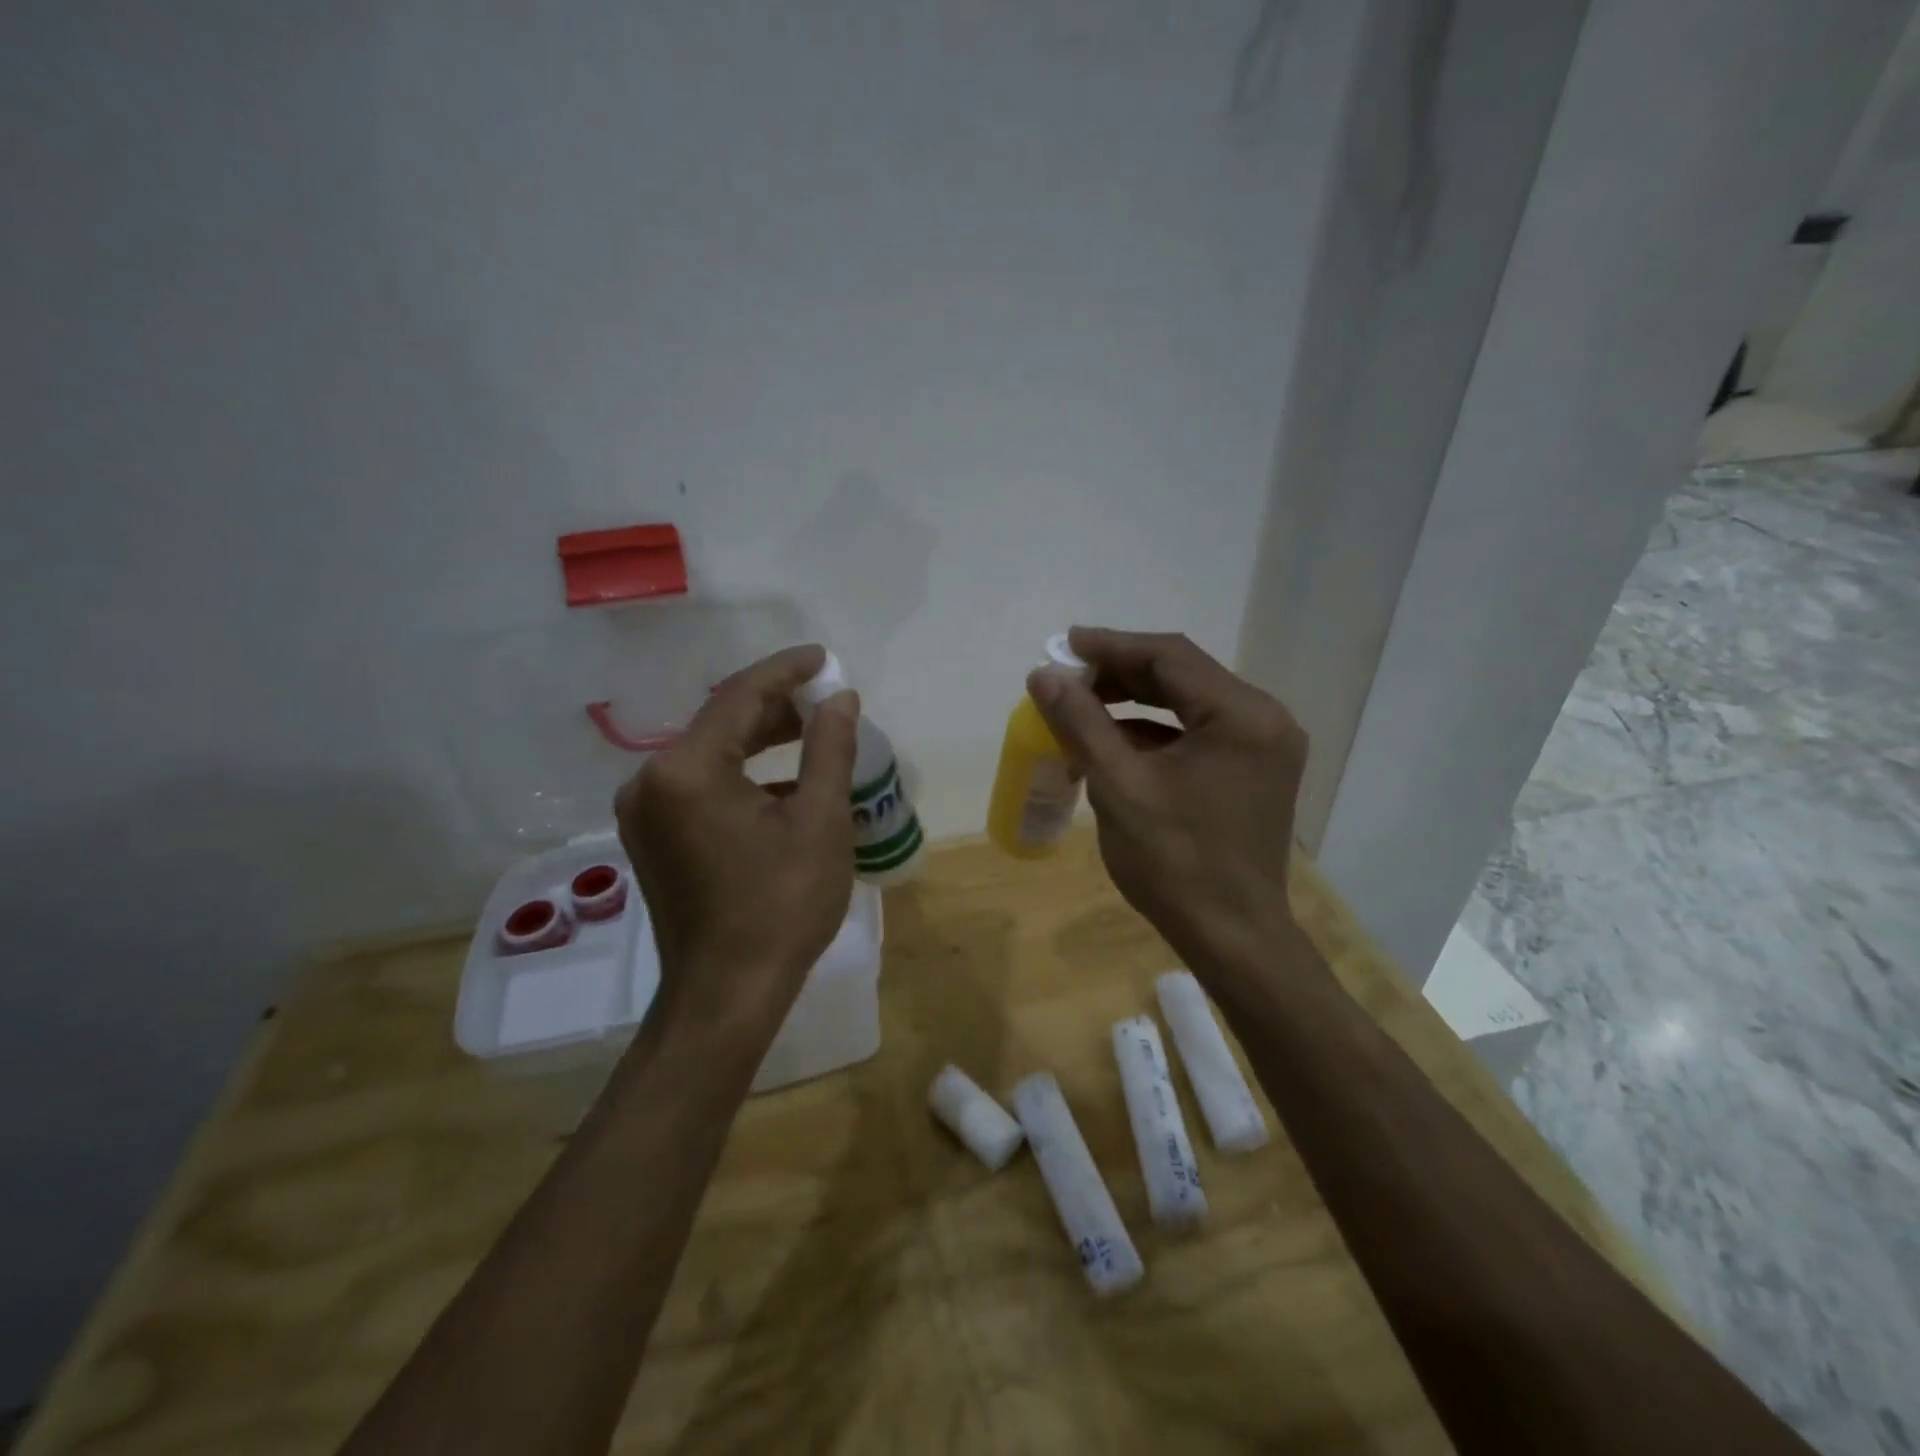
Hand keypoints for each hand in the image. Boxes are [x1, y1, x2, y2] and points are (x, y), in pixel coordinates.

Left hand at [615, 644, 859, 1035]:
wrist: (726, 995)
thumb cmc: (781, 907)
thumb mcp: (821, 822)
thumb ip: (829, 749)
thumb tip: (841, 699)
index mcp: (687, 770)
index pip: (740, 696)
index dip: (787, 671)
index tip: (824, 658)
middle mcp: (651, 780)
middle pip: (721, 722)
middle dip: (776, 707)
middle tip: (826, 701)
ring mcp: (644, 811)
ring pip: (710, 753)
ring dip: (760, 740)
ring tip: (812, 734)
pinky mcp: (650, 836)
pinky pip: (699, 784)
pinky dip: (741, 775)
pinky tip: (783, 785)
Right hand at [1026, 627, 1307, 974]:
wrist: (1232, 937)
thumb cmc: (1175, 863)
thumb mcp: (1119, 785)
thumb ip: (1081, 722)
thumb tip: (1043, 674)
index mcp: (1241, 715)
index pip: (1170, 657)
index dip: (1112, 646)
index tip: (1064, 644)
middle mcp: (1263, 719)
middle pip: (1183, 675)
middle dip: (1121, 673)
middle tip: (1068, 676)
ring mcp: (1263, 746)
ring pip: (1189, 703)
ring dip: (1136, 700)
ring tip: (1082, 705)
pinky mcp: (1253, 770)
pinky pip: (1199, 732)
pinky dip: (1155, 731)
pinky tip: (1114, 740)